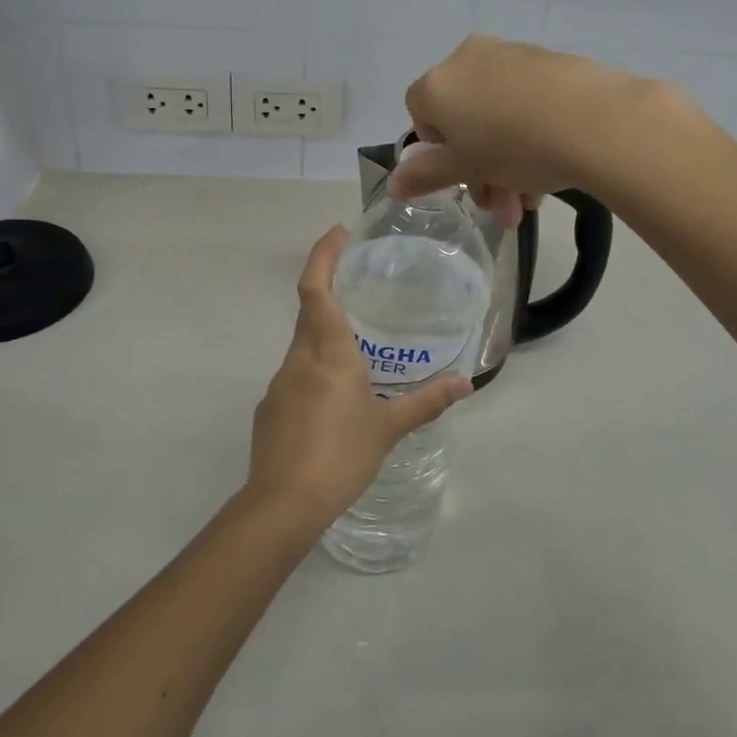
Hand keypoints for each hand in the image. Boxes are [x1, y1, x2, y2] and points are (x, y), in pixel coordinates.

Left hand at [245, 225, 472, 537]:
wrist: (282, 504)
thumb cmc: (340, 455)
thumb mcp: (388, 428)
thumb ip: (426, 402)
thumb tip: (466, 384)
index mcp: (327, 352)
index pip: (315, 288)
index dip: (323, 255)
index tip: (338, 233)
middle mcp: (298, 359)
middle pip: (309, 311)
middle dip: (328, 289)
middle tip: (359, 283)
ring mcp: (280, 384)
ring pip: (302, 344)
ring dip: (324, 334)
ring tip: (358, 345)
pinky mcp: (271, 408)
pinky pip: (296, 375)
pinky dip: (316, 370)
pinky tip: (336, 397)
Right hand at [390, 35, 667, 223]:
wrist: (594, 120)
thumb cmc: (513, 146)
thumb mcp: (465, 168)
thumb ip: (424, 175)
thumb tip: (393, 184)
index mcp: (438, 84)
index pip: (420, 116)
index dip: (438, 153)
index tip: (463, 178)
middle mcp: (468, 59)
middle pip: (462, 121)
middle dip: (479, 171)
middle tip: (502, 209)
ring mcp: (511, 55)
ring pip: (497, 116)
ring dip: (507, 164)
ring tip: (530, 204)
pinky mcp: (549, 61)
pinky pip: (526, 102)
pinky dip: (531, 136)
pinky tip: (551, 173)